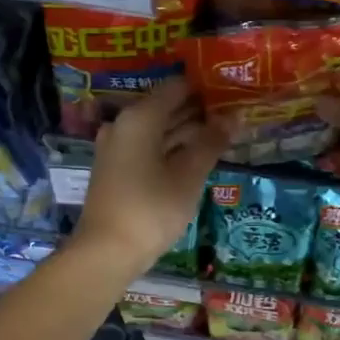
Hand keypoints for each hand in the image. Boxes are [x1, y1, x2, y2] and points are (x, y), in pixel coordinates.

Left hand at [75, 77, 225, 271]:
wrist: (106, 252)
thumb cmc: (151, 209)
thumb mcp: (188, 176)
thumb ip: (211, 143)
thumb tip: (234, 117)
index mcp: (139, 117)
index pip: (177, 88)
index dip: (205, 88)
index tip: (232, 91)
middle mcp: (123, 125)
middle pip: (165, 107)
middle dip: (198, 111)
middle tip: (233, 114)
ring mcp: (116, 148)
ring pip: (157, 130)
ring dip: (186, 132)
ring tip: (222, 135)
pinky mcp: (115, 170)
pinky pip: (148, 148)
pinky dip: (171, 149)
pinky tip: (195, 157)